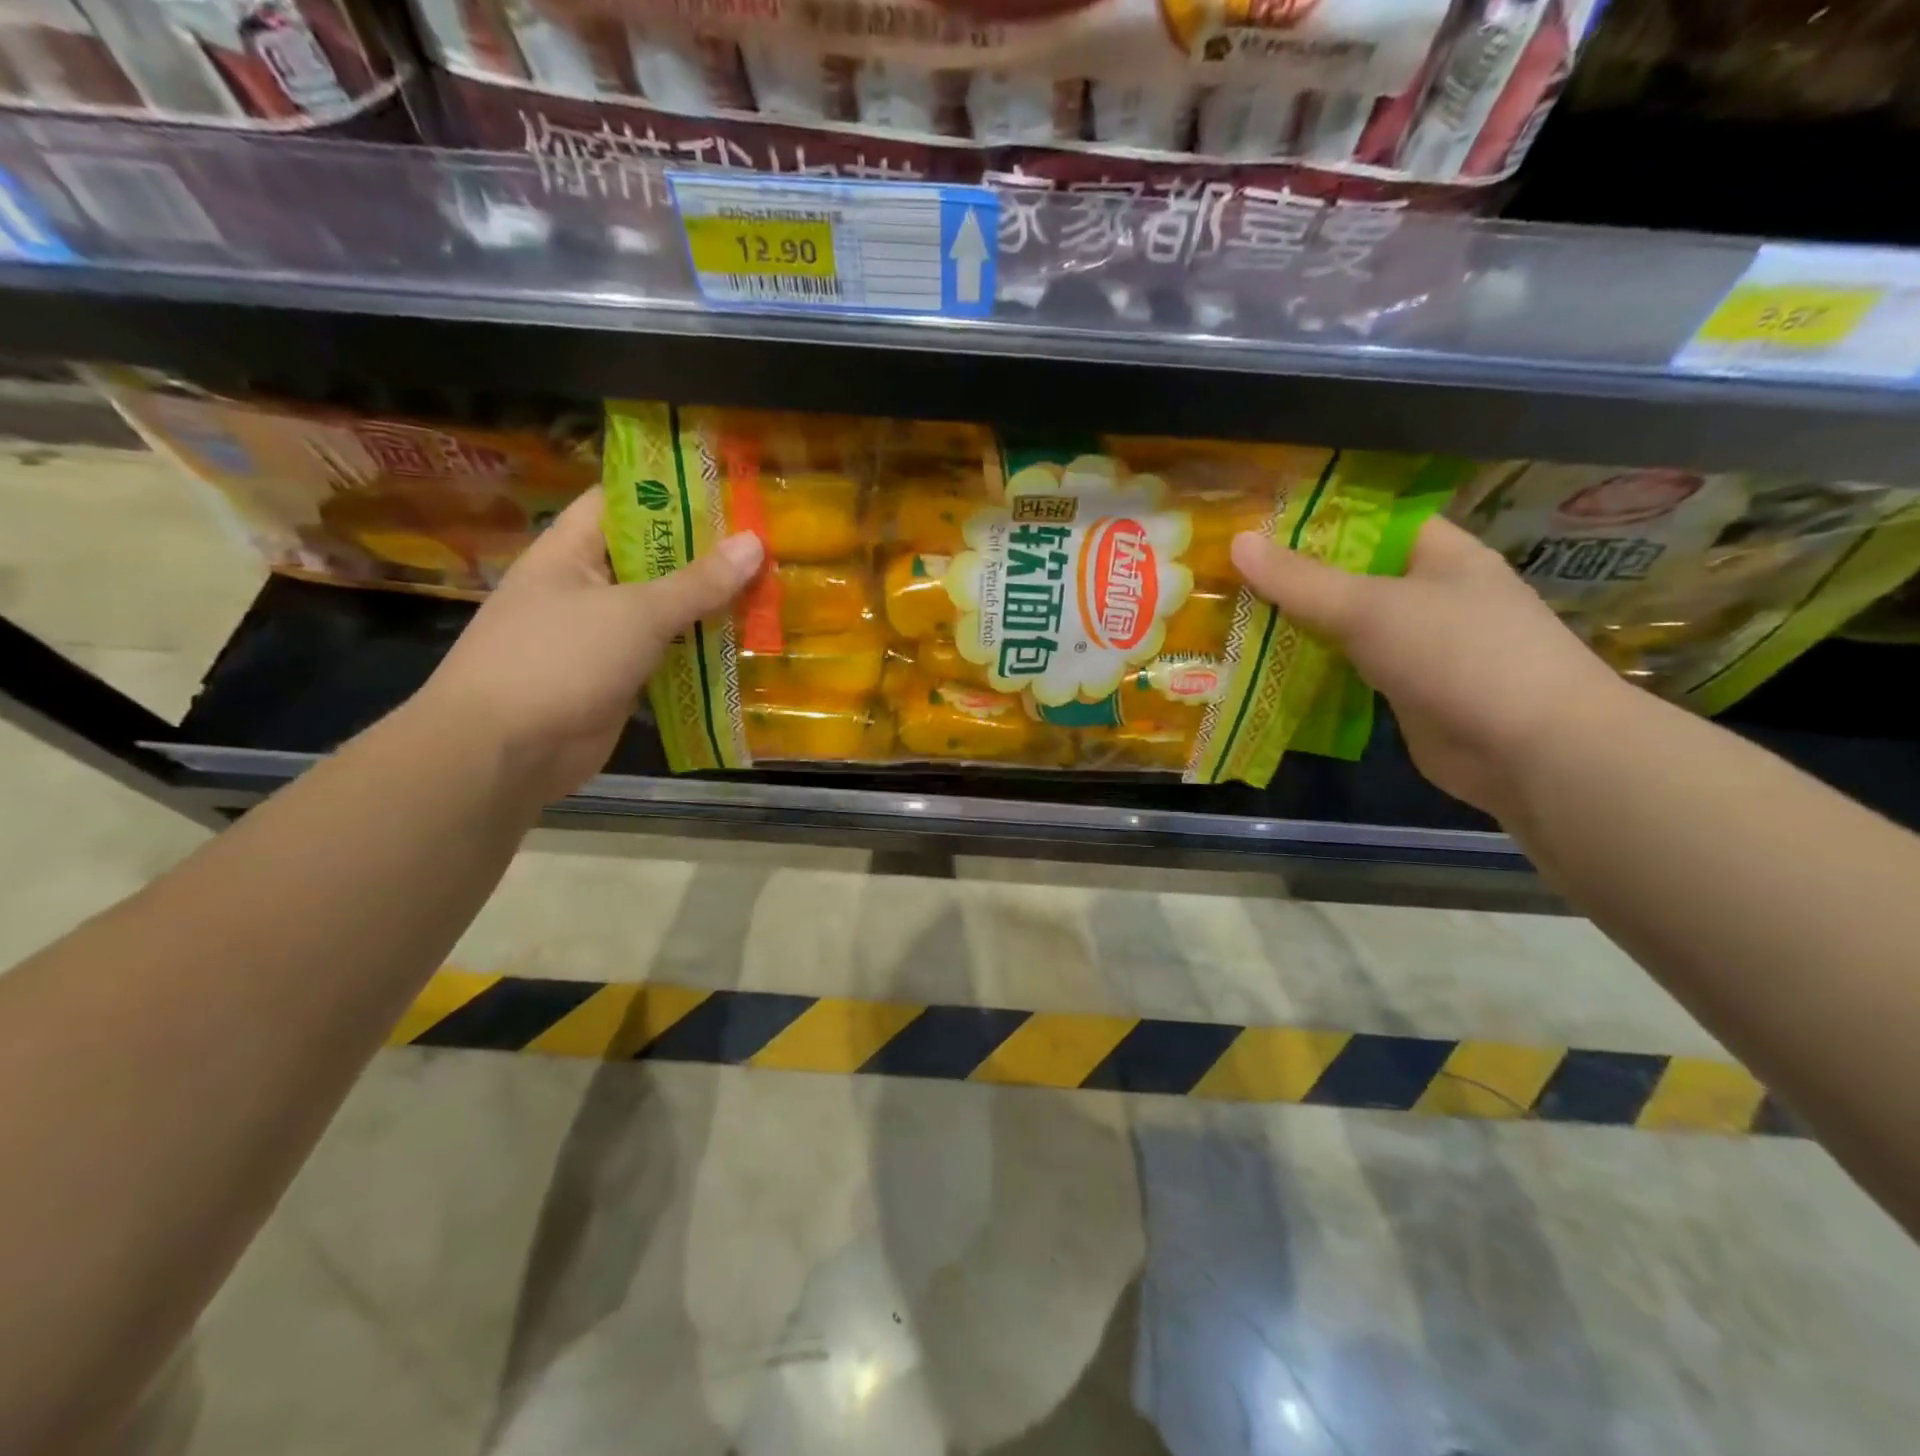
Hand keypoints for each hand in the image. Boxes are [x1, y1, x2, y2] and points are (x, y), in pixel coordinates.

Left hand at [415, 489, 762, 804]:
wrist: (506, 751)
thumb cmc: (561, 659)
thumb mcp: (636, 612)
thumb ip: (698, 582)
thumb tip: (755, 543)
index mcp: (572, 551)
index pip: (623, 502)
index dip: (673, 492)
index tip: (730, 491)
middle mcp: (586, 586)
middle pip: (652, 559)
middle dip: (706, 555)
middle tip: (767, 546)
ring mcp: (601, 636)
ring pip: (664, 611)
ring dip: (709, 608)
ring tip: (769, 591)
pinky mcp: (618, 678)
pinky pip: (666, 655)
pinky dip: (700, 652)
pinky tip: (745, 646)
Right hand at [1231, 515, 1632, 820]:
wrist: (1528, 750)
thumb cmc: (1458, 655)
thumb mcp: (1370, 608)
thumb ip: (1301, 581)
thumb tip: (1237, 542)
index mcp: (1439, 554)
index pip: (1371, 522)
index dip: (1316, 521)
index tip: (1256, 526)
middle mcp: (1430, 595)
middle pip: (1351, 576)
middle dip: (1293, 579)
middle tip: (1227, 576)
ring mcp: (1419, 647)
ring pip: (1345, 627)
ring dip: (1297, 627)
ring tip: (1232, 618)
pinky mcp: (1404, 692)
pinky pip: (1348, 670)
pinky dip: (1311, 669)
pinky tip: (1263, 668)